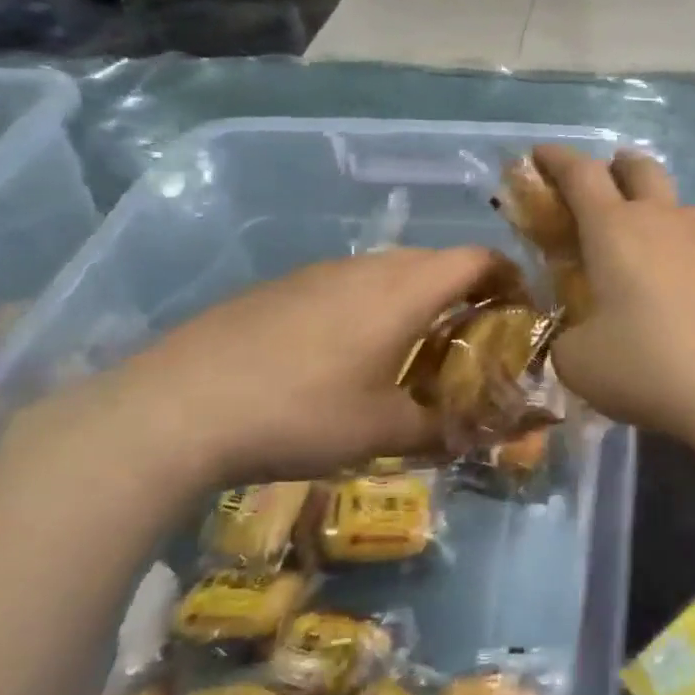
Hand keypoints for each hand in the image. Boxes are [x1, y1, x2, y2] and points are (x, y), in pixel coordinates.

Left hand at [24, 247, 502, 495]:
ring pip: (388, 271)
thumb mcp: (381, 432)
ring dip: (415, 298)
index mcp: (404, 290)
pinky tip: (346, 353)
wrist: (172, 410)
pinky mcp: (279, 288)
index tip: (521, 308)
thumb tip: (476, 435)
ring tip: (412, 348)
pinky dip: (370, 305)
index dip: (509, 277)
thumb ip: (440, 428)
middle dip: (465, 292)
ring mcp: (317, 273)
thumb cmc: (299, 414)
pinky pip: (347, 283)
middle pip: (435, 261)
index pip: (477, 259)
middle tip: (472, 338)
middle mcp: (366, 267)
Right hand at [533, 146, 694, 440]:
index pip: (580, 174)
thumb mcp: (580, 363)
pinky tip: (686, 291)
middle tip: (603, 185)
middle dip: (616, 167)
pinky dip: (685, 252)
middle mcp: (665, 221)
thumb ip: (568, 338)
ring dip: (656, 210)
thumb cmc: (652, 367)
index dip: (556, 159)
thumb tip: (579, 334)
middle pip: (640, 168)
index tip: (540, 154)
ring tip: (646, 249)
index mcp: (616, 230)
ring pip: (679, 205)